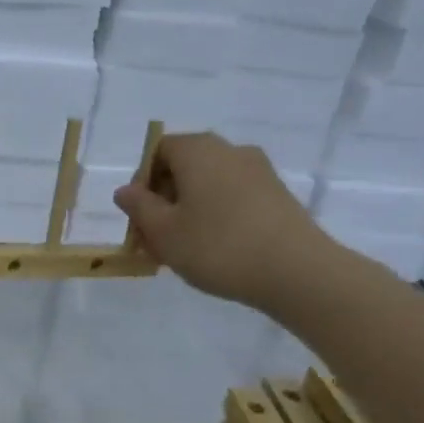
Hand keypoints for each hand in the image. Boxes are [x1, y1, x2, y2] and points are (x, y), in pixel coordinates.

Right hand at [114, 132, 335, 309]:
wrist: (297, 272)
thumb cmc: (218, 246)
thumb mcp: (163, 231)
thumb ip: (139, 207)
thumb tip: (126, 190)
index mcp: (198, 150)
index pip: (157, 151)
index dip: (141, 182)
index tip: (138, 217)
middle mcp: (230, 150)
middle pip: (184, 167)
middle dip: (163, 199)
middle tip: (154, 238)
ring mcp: (259, 171)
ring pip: (209, 184)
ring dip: (188, 210)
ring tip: (182, 249)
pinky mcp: (278, 196)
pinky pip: (233, 197)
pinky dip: (216, 216)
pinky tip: (214, 249)